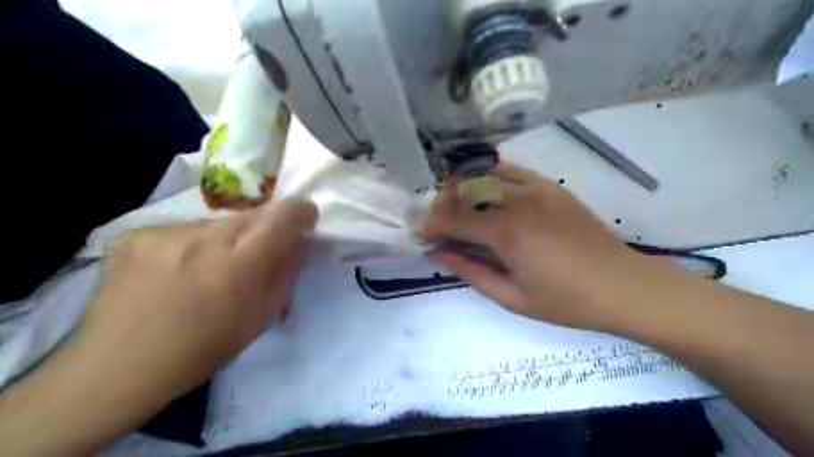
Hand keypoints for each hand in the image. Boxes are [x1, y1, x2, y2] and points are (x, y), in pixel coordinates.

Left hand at [73, 201, 316, 401]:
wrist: (118, 367)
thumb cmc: (202, 349)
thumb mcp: (260, 318)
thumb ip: (285, 274)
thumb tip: (299, 244)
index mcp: (239, 264)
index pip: (282, 217)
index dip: (300, 211)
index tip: (306, 217)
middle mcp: (204, 238)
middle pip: (252, 213)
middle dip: (266, 226)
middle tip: (260, 250)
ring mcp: (168, 233)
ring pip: (218, 221)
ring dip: (228, 237)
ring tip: (213, 266)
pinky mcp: (139, 234)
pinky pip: (185, 229)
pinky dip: (193, 244)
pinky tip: (179, 270)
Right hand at [424, 164, 653, 331]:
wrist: (622, 286)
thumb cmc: (566, 301)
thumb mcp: (512, 297)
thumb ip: (471, 271)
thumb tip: (439, 254)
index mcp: (506, 232)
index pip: (453, 218)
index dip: (432, 225)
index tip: (425, 237)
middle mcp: (518, 201)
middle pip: (465, 189)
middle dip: (443, 204)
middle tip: (441, 225)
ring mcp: (537, 188)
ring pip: (485, 173)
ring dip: (464, 187)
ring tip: (460, 208)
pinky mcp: (551, 187)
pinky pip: (511, 171)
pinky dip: (490, 177)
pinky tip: (488, 194)